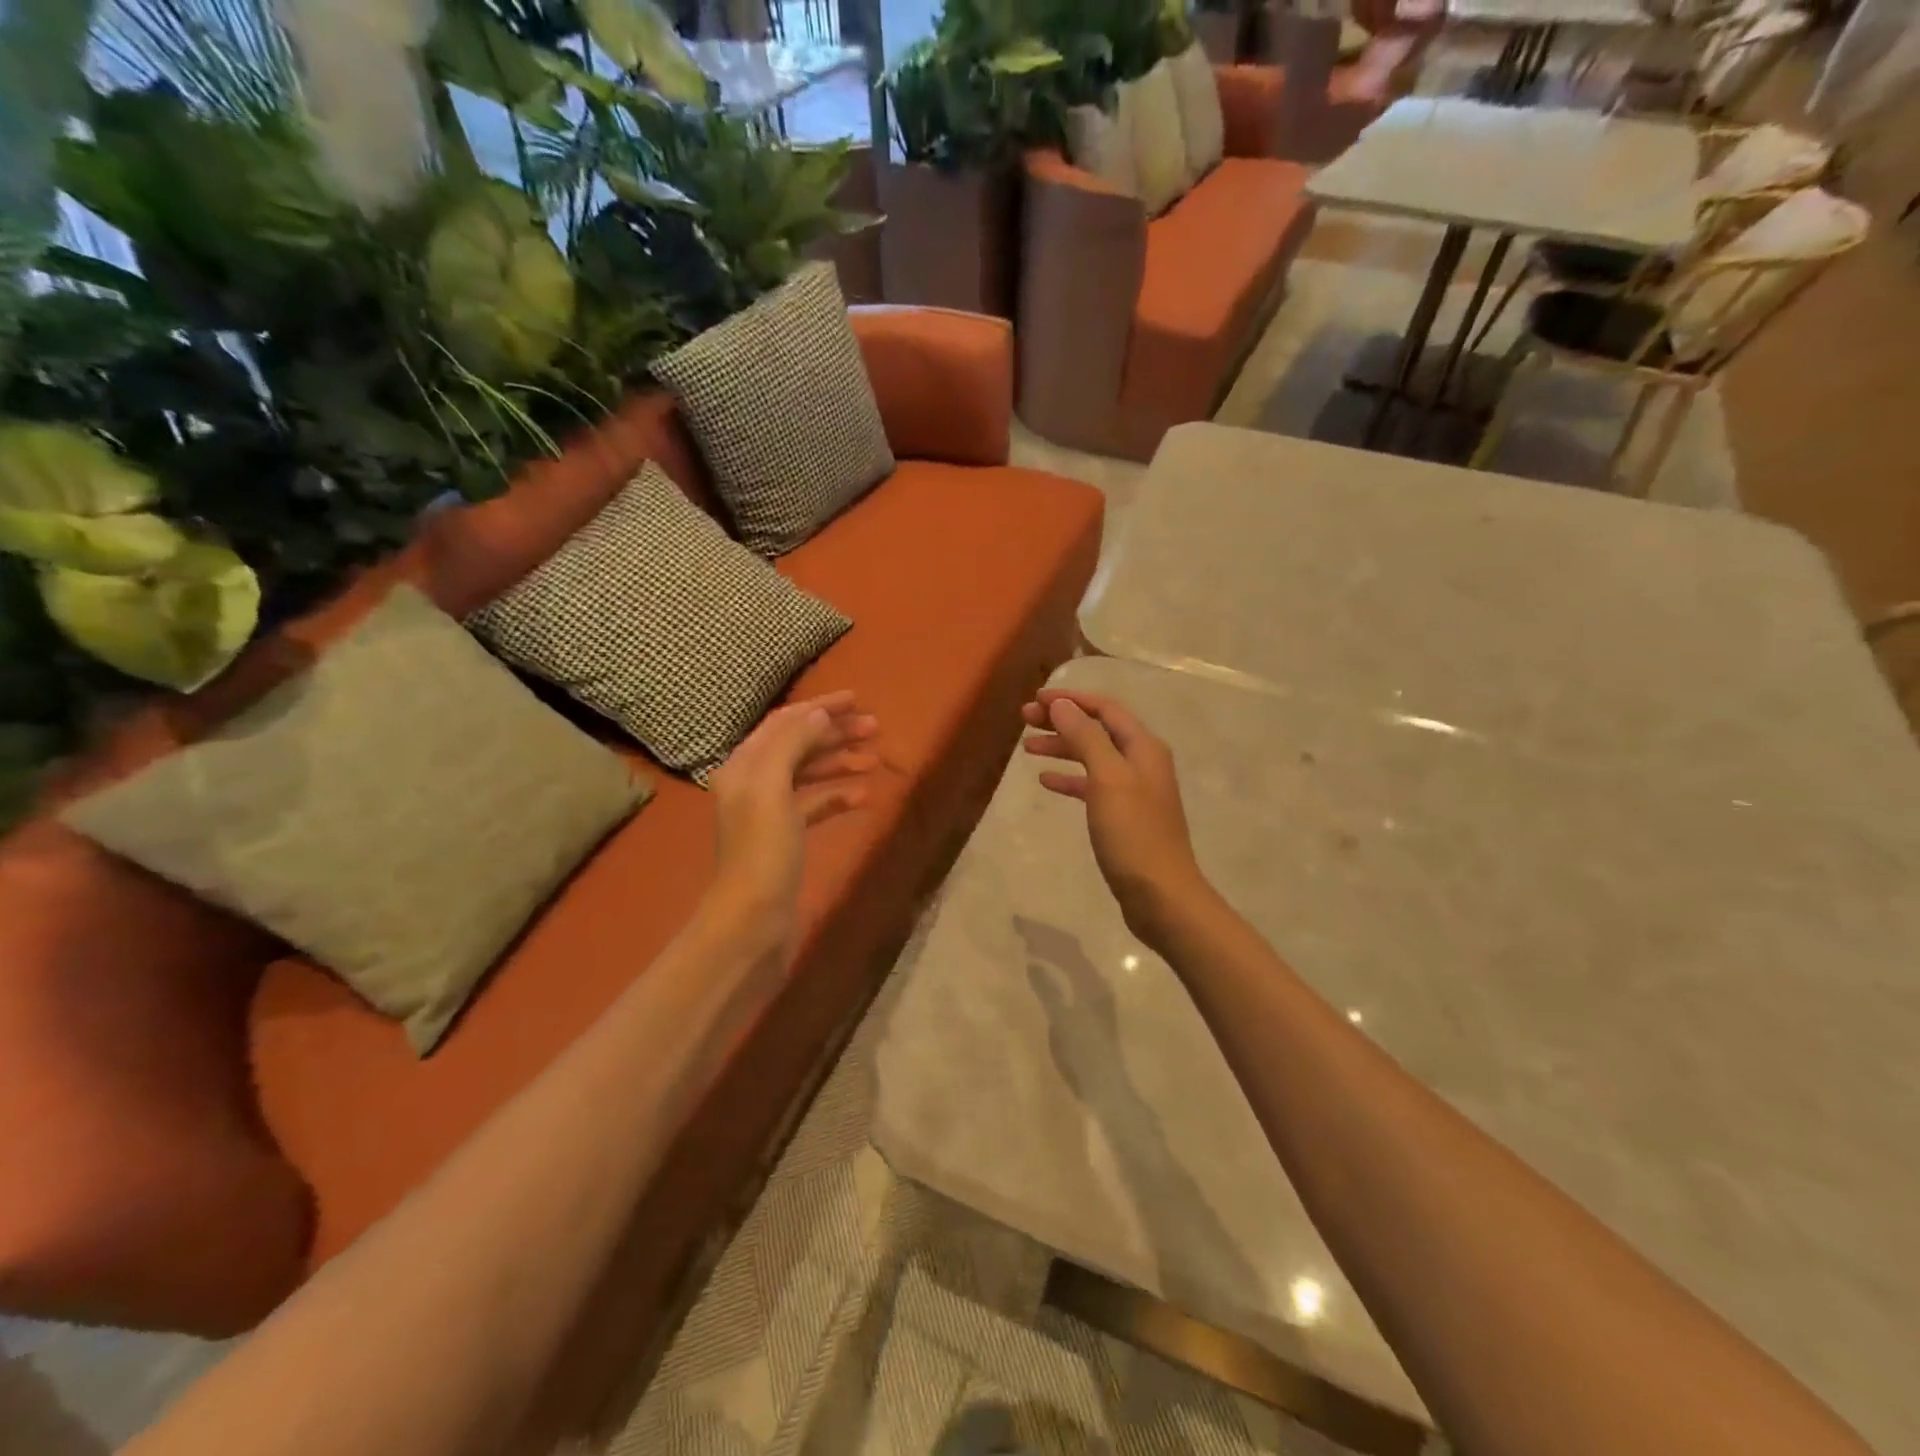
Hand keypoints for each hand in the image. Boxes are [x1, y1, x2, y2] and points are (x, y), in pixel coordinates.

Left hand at [709, 692, 878, 963]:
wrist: (752, 918)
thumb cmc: (762, 850)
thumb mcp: (771, 788)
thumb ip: (792, 743)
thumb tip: (818, 713)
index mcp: (745, 765)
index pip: (785, 722)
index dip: (820, 707)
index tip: (857, 699)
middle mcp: (753, 782)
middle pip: (799, 745)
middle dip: (835, 733)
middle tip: (875, 728)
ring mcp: (770, 812)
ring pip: (809, 774)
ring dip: (840, 761)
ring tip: (874, 758)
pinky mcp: (786, 838)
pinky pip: (815, 805)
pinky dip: (838, 796)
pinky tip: (863, 796)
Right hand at [1021, 690, 1208, 947]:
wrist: (1161, 895)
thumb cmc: (1133, 833)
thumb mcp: (1107, 778)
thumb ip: (1085, 737)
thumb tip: (1062, 704)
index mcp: (1143, 747)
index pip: (1105, 708)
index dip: (1071, 699)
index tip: (1035, 699)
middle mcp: (1142, 762)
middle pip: (1098, 730)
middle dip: (1062, 721)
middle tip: (1024, 720)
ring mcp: (1134, 790)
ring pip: (1092, 756)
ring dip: (1062, 748)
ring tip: (1027, 748)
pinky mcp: (1124, 816)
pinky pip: (1092, 786)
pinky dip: (1070, 779)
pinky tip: (1046, 781)